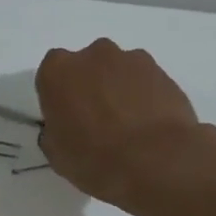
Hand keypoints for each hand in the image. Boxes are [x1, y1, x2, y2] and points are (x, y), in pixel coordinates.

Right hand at [36, 39, 215, 210]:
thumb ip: (55, 131)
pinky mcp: (163, 72)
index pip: (51, 76)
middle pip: (87, 67)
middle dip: (90, 87)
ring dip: (119, 90)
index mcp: (57, 71)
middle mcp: (93, 55)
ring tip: (128, 126)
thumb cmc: (94, 159)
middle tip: (97, 121)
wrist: (155, 161)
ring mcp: (132, 59)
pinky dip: (145, 97)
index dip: (59, 98)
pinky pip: (146, 82)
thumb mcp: (57, 154)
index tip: (66, 120)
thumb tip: (65, 128)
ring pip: (119, 71)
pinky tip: (148, 126)